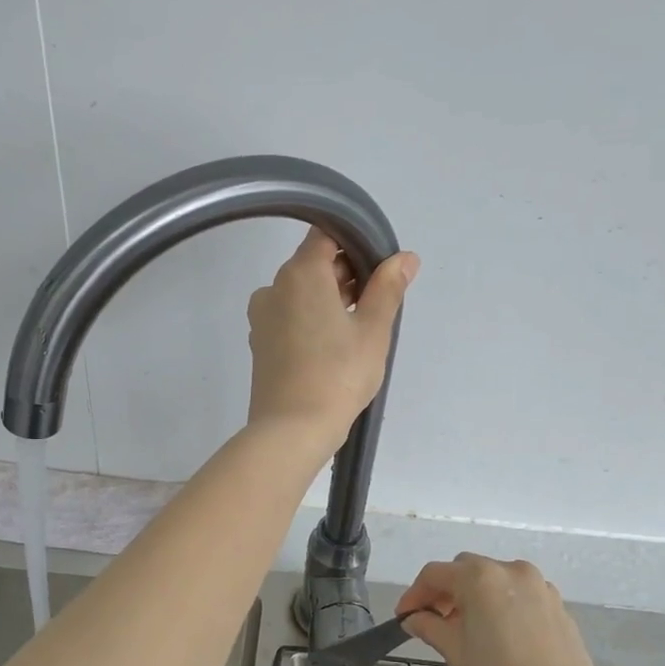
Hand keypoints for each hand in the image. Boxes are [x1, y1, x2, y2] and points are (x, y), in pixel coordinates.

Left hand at [246, 229, 417, 456]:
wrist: (291, 430)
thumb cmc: (338, 375)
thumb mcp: (373, 330)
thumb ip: (387, 288)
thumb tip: (405, 258)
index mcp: (300, 273)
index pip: (325, 235)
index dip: (354, 243)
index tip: (377, 268)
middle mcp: (273, 287)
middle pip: (312, 264)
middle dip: (345, 275)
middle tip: (375, 304)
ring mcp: (261, 317)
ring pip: (300, 293)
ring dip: (328, 300)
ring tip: (358, 330)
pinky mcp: (259, 344)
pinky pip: (288, 317)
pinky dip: (310, 320)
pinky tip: (332, 347)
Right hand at [398, 554, 615, 665]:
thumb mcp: (457, 652)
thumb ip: (431, 627)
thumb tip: (414, 618)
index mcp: (480, 577)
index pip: (435, 574)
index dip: (414, 594)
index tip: (404, 616)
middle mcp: (509, 570)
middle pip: (465, 569)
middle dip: (446, 590)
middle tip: (434, 620)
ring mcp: (538, 584)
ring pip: (494, 579)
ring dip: (474, 595)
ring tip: (467, 627)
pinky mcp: (557, 603)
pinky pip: (518, 593)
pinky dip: (501, 603)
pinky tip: (499, 633)